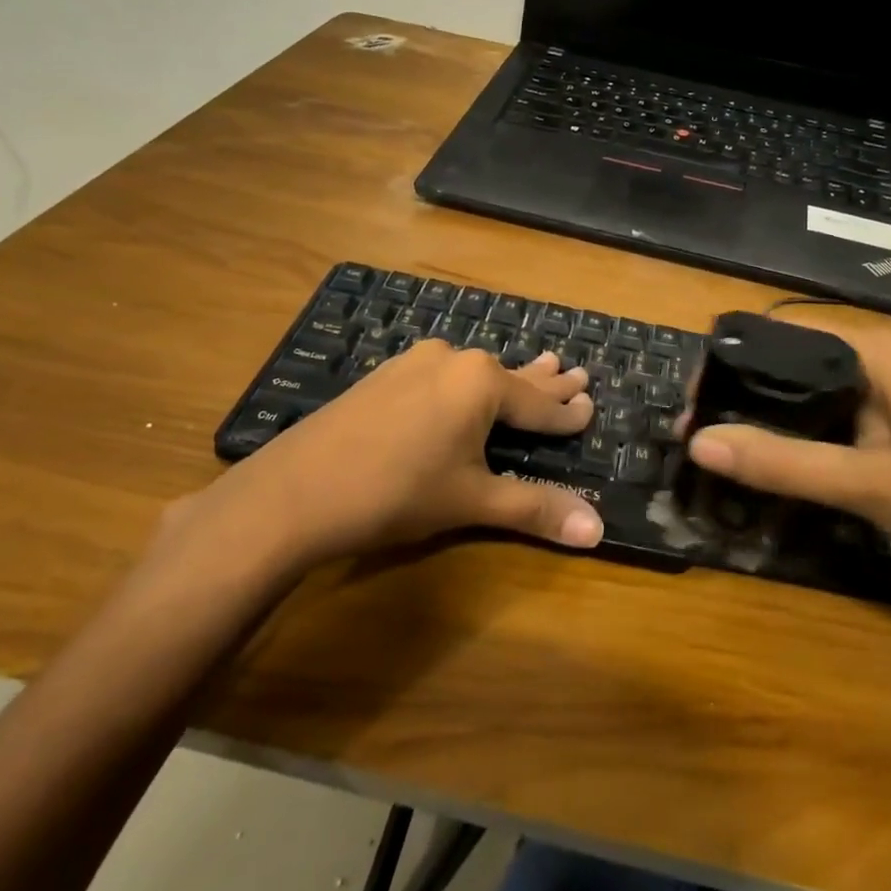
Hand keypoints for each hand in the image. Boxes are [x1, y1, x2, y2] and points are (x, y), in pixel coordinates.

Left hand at [164, 342, 600, 576]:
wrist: (293, 492)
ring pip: (475, 373)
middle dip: (546, 381)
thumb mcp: (472, 501)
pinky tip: (463, 381)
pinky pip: (442, 375)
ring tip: (538, 365)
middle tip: (576, 372)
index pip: (539, 404)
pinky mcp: (384, 376)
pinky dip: (466, 384)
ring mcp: (413, 364)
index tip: (592, 407)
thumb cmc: (396, 493)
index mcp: (481, 383)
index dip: (568, 413)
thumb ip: (535, 508)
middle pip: (511, 377)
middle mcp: (451, 361)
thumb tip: (597, 530)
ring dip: (507, 378)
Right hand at [684, 322, 890, 575]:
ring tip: (724, 440)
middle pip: (791, 357)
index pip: (781, 332)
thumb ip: (782, 463)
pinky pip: (831, 406)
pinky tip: (775, 452)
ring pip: (809, 384)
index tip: (696, 402)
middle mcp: (879, 353)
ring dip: (767, 409)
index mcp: (874, 349)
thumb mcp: (864, 483)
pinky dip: (798, 425)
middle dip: (743, 389)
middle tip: (701, 429)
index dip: (732, 361)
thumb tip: (698, 444)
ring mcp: (890, 383)